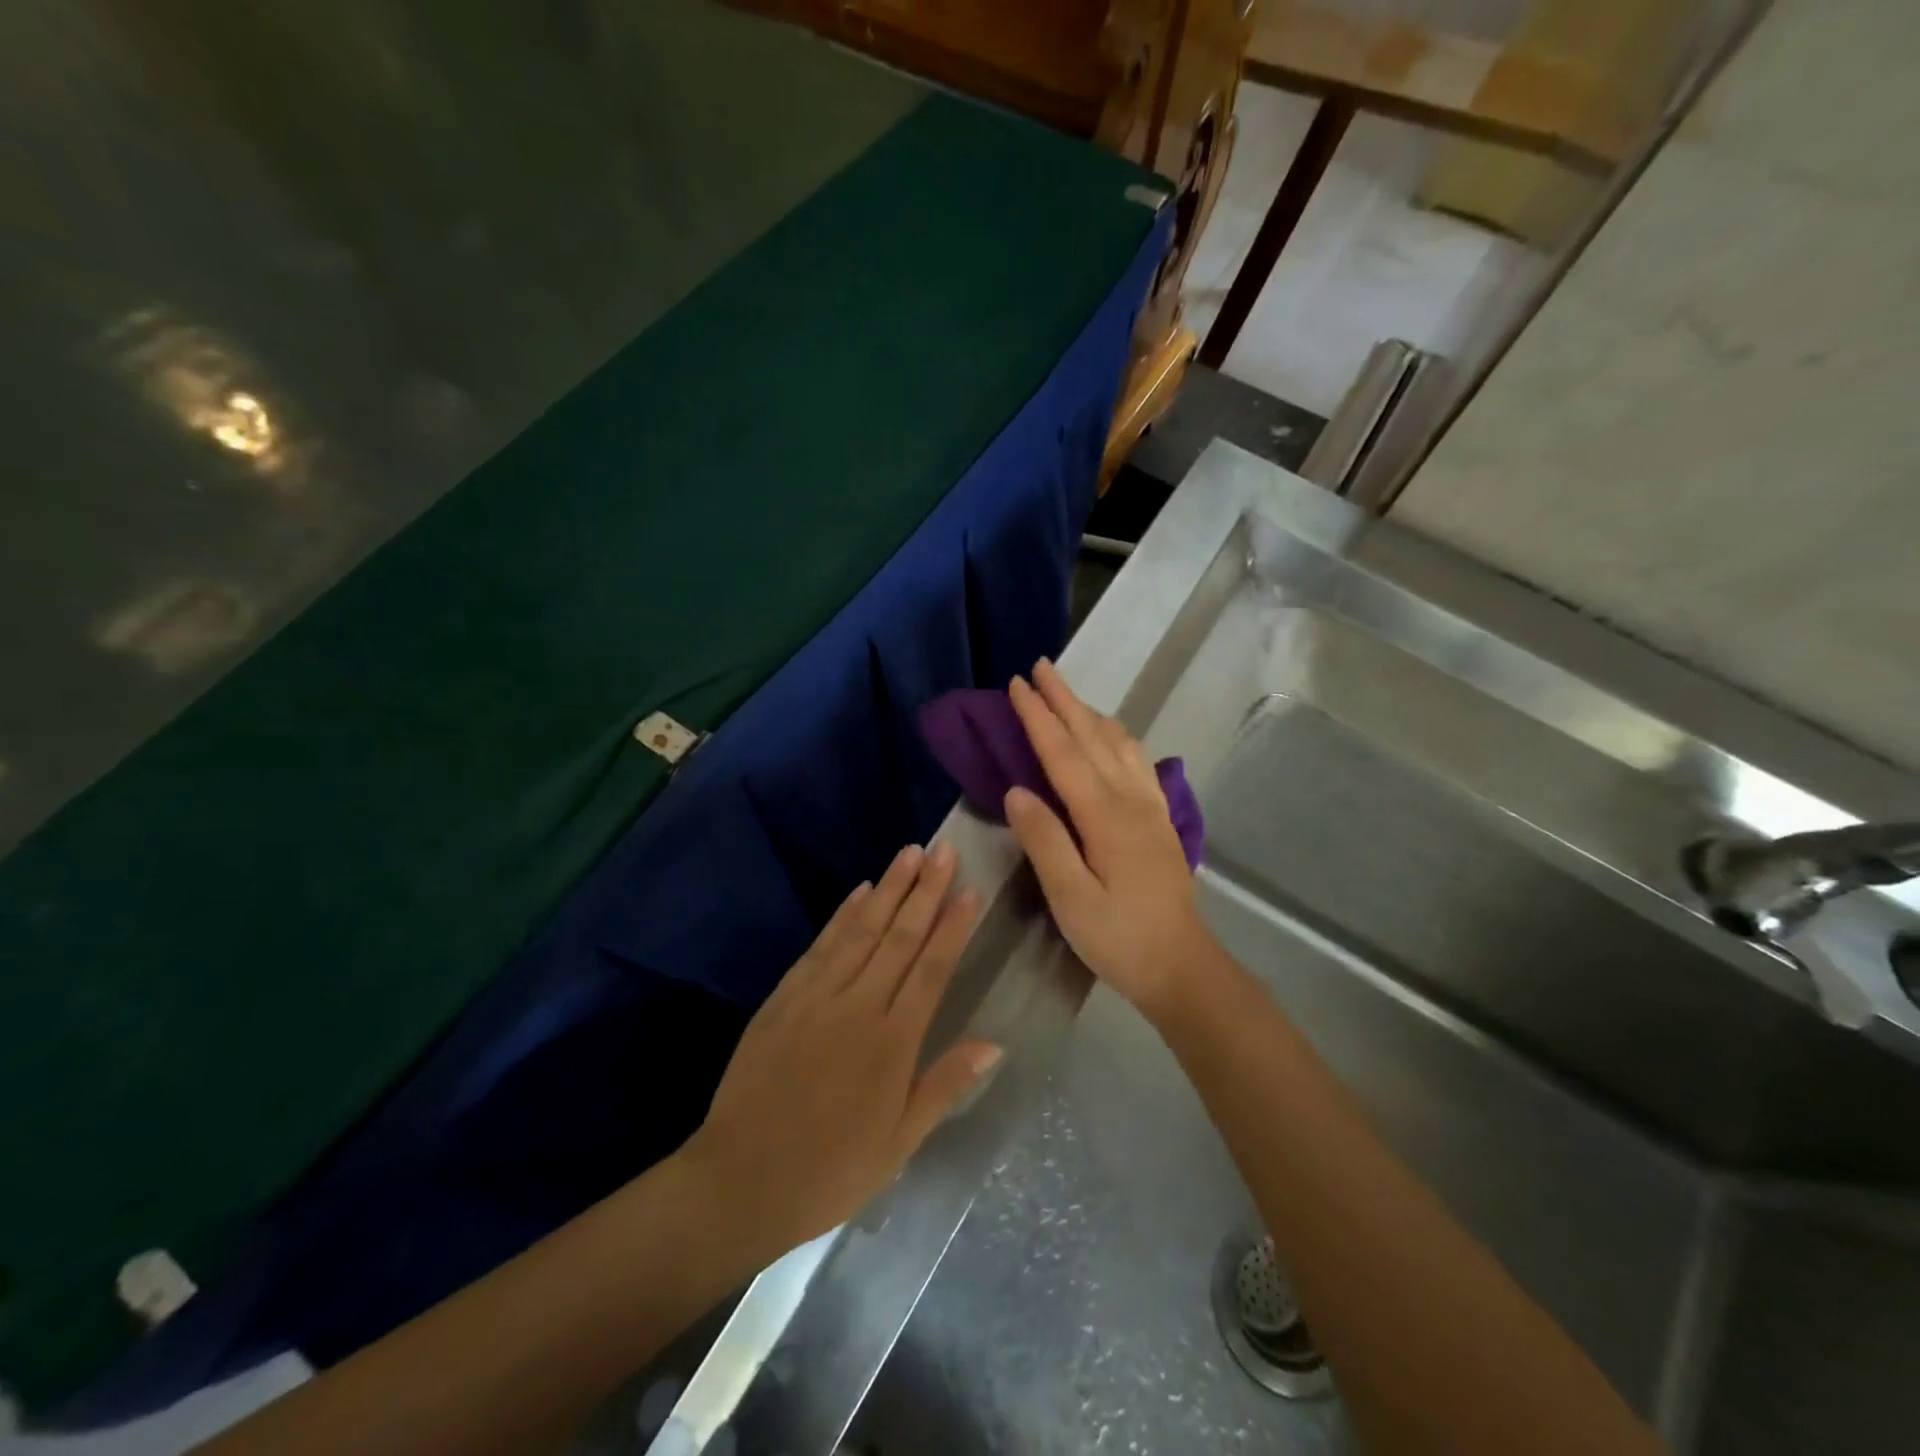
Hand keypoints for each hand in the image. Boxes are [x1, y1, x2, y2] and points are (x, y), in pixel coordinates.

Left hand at [682, 843, 999, 1258]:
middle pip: (900, 937)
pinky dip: (843, 914)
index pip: (932, 969)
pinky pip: (821, 946)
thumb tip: (994, 1044)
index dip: (953, 926)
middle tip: (944, 850)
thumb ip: (944, 1086)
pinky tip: (860, 890)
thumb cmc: (830, 1170)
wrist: (740, 1180)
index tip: (970, 890)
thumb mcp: (898, 1144)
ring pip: (862, 930)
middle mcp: (859, 1006)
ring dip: (889, 889)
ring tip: (910, 853)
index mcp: (893, 1043)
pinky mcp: (784, 997)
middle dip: (925, 890)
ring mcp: (817, 997)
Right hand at [1004, 659, 1215, 1020]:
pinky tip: (1111, 737)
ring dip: (1090, 712)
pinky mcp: (1159, 818)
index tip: (1016, 684)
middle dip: (1064, 699)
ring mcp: (1150, 806)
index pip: (1063, 753)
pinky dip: (1116, 735)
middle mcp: (1130, 799)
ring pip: (1119, 742)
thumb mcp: (1070, 898)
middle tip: (1040, 667)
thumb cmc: (1118, 937)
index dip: (1038, 716)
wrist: (1181, 965)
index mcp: (1104, 815)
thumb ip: (1044, 840)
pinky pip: (1136, 760)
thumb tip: (1016, 790)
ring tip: (1068, 694)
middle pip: (1092, 736)